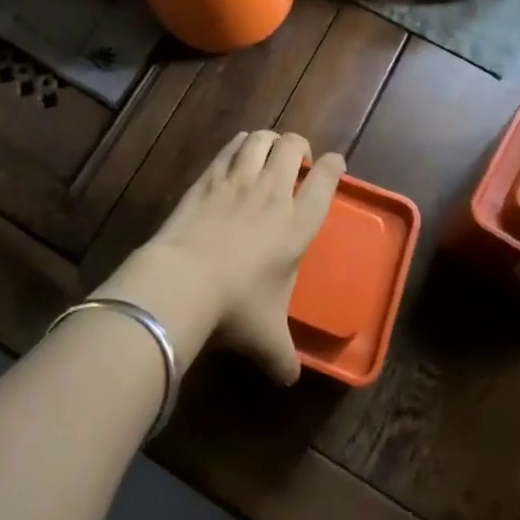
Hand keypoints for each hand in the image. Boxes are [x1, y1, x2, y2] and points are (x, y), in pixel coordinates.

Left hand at [136, 130, 345, 383]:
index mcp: (298, 225)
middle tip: (297, 159)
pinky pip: (231, 147)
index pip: (325, 181)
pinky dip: (240, 144)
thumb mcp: (267, 340)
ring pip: (261, 139)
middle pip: (293, 146)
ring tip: (268, 150)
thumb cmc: (235, 308)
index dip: (333, 166)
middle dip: (299, 146)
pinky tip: (237, 152)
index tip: (335, 163)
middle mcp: (273, 193)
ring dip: (269, 140)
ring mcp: (239, 179)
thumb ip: (284, 357)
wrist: (183, 280)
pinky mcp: (209, 176)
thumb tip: (290, 380)